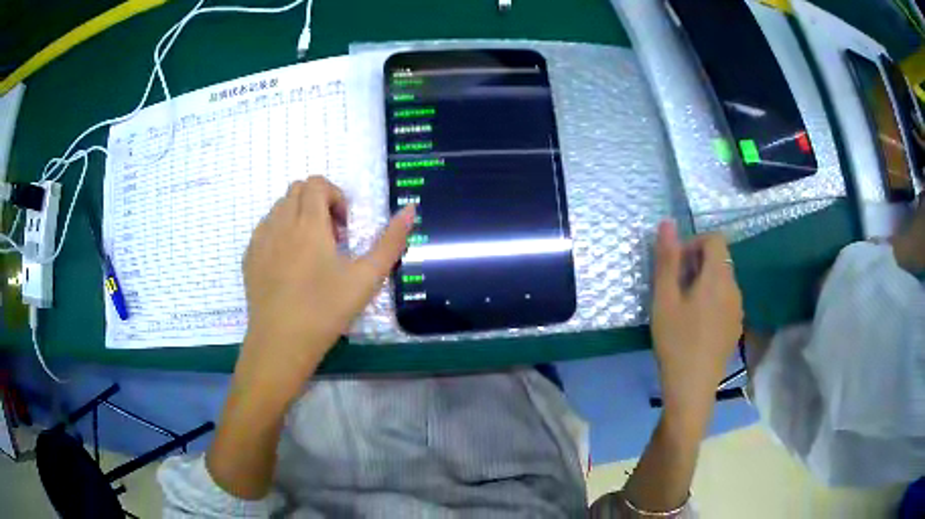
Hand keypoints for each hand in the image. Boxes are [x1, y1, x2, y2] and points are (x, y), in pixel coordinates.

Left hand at [239, 176, 414, 392]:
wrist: (280, 343)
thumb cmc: (325, 310)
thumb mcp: (366, 278)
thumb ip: (391, 242)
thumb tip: (410, 209)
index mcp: (308, 222)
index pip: (317, 183)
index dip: (336, 197)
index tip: (344, 229)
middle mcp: (279, 223)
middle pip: (297, 189)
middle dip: (317, 203)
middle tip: (331, 239)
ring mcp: (260, 240)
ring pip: (279, 208)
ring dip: (298, 217)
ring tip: (310, 254)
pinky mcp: (249, 258)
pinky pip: (265, 229)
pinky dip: (280, 233)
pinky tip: (289, 267)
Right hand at [650, 220, 742, 417]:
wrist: (692, 387)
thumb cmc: (675, 341)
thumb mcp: (664, 299)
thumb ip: (667, 259)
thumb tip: (667, 223)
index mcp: (718, 277)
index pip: (714, 239)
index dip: (694, 242)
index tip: (676, 265)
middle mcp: (734, 288)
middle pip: (720, 259)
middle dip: (697, 263)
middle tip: (675, 288)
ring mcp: (738, 309)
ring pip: (723, 280)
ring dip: (705, 281)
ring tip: (684, 308)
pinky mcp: (736, 326)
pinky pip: (726, 299)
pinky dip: (713, 299)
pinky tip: (697, 325)